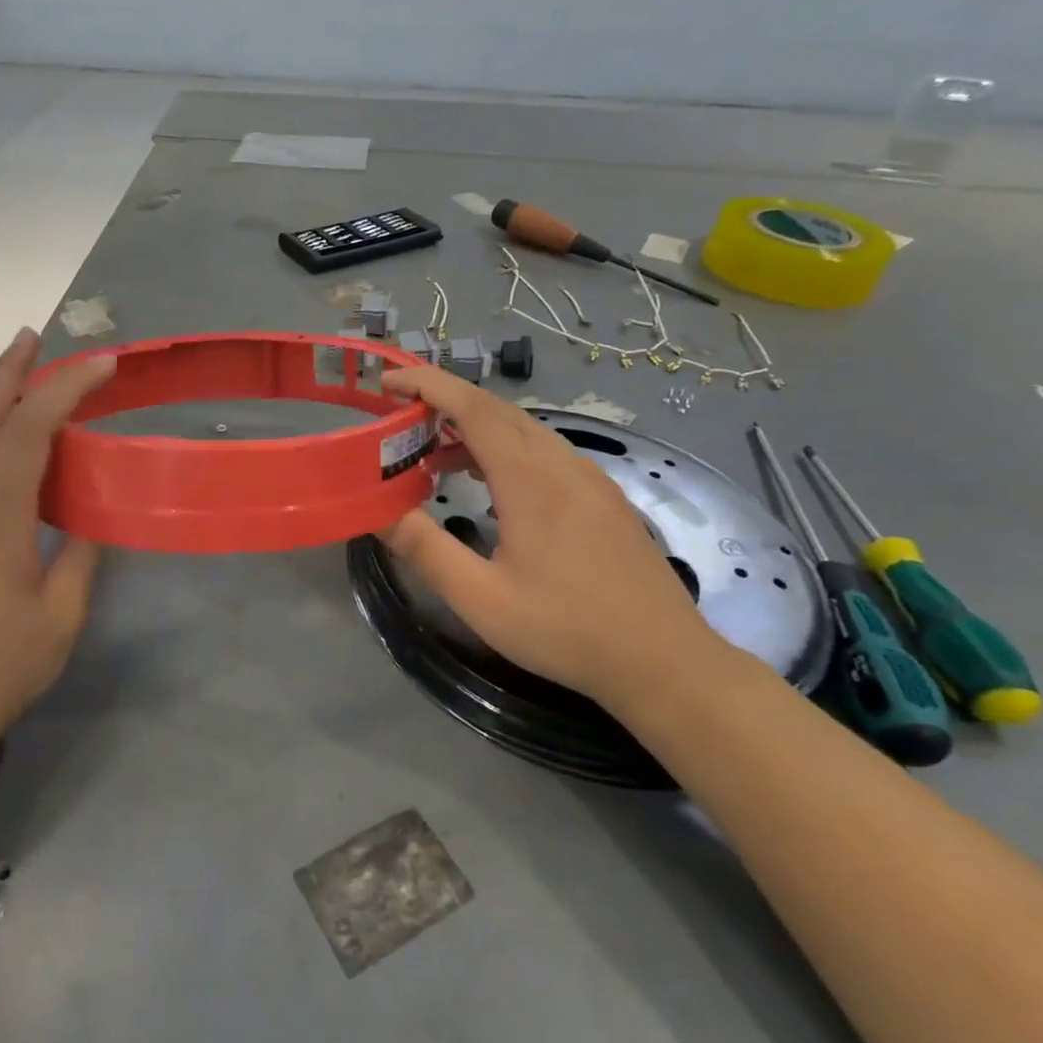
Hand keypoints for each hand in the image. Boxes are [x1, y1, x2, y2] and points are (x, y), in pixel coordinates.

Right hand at [380, 365, 721, 710]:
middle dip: (444, 400)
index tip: (388, 380)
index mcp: (531, 481)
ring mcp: (589, 478)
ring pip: (523, 430)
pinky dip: (503, 448)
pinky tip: (487, 481)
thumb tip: (376, 511)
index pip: (473, 408)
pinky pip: (544, 451)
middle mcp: (563, 465)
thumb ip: (425, 548)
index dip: (428, 385)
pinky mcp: (603, 497)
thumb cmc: (566, 631)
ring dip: (473, 427)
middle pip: (497, 410)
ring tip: (431, 452)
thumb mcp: (480, 598)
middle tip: (399, 413)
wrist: (666, 662)